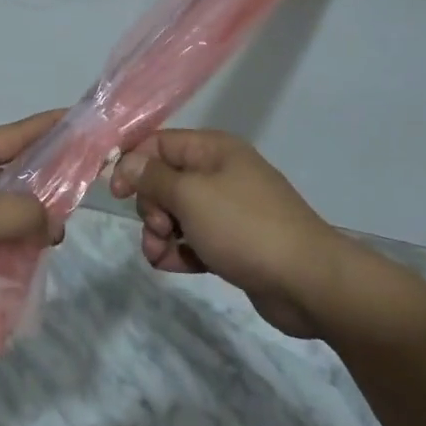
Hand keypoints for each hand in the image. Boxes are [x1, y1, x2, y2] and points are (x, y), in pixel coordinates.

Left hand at [0, 111, 64, 334]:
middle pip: (11, 173)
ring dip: (24, 223)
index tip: (87, 125)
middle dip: (44, 186)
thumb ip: (20, 213)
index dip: (53, 127)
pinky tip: (22, 265)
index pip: (18, 134)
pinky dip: (3, 248)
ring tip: (53, 241)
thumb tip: (50, 221)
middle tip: (80, 202)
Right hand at [111, 129, 425, 341]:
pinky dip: (180, 251)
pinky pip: (194, 239)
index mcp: (212, 150)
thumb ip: (153, 177)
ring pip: (176, 214)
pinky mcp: (234, 243)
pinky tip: (173, 266)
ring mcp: (228, 209)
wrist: (309, 283)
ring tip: (160, 255)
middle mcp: (220, 173)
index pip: (158, 143)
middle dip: (150, 206)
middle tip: (157, 228)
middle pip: (165, 181)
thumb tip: (126, 161)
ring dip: (160, 233)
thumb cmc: (245, 227)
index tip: (115, 192)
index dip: (133, 163)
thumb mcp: (190, 196)